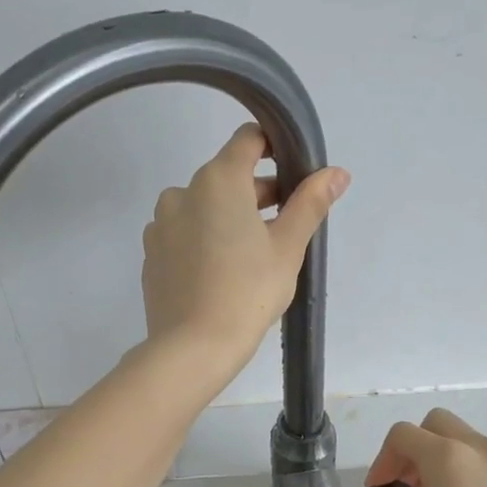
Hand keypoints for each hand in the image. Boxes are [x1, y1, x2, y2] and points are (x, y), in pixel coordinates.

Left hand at [141, 124, 347, 380]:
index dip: (274, 147)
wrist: (193, 347)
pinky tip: (220, 273)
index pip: (248, 139)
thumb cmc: (248, 292)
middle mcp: (182, 192)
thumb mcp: (288, 247)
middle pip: (226, 175)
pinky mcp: (150, 254)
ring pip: (202, 206)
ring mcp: (160, 224)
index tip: (293, 173)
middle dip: (256, 192)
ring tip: (252, 255)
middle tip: (284, 225)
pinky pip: (182, 234)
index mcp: (218, 180)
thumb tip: (336, 173)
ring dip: (228, 216)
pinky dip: (203, 240)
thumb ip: (310, 203)